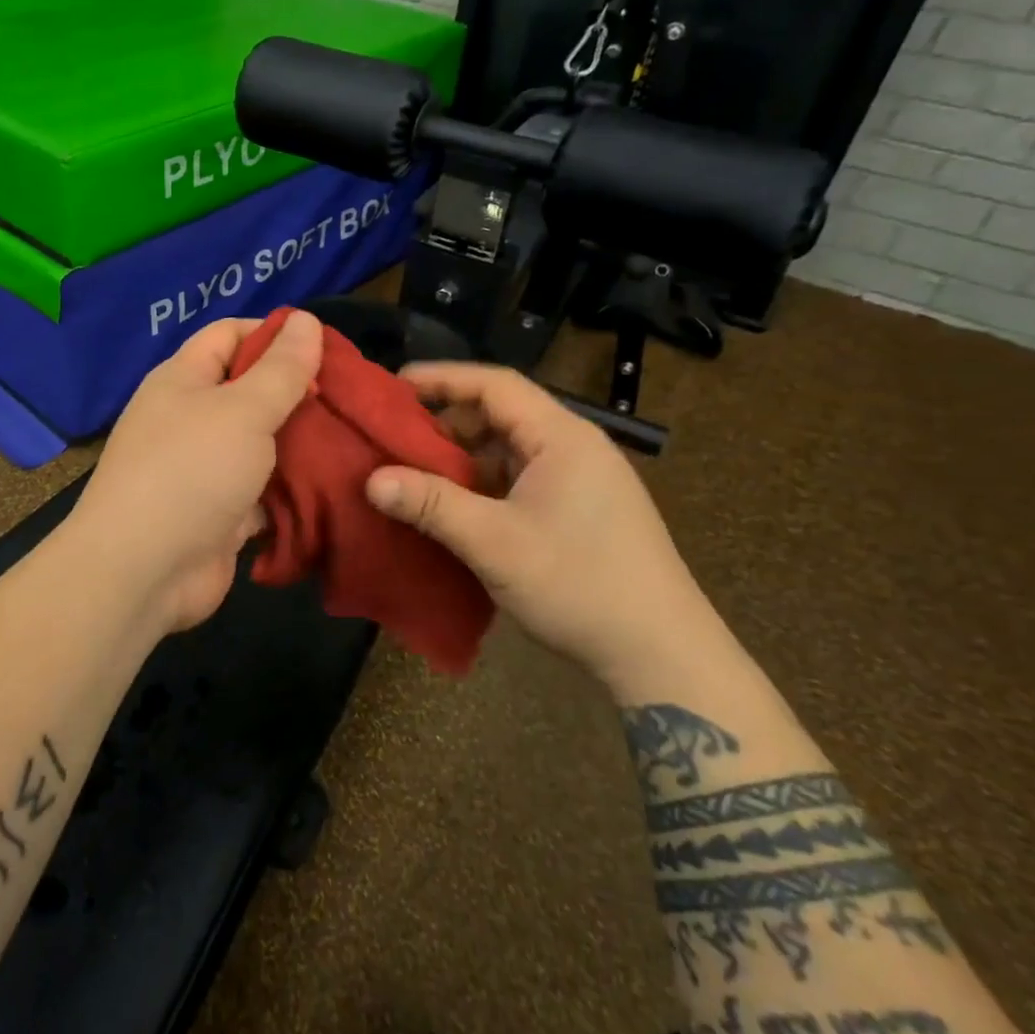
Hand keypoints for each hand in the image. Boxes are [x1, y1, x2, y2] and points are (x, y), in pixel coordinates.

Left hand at [64, 311, 323, 633]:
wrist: (143, 572)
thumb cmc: (191, 472)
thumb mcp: (243, 410)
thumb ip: (281, 368)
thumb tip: (306, 318)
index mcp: (184, 380)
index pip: (230, 335)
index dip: (275, 334)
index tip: (327, 348)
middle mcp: (191, 418)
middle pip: (251, 390)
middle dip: (298, 392)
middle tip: (352, 398)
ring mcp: (206, 469)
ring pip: (262, 444)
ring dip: (302, 444)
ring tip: (355, 438)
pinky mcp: (222, 513)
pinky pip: (264, 491)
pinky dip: (293, 489)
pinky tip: (336, 485)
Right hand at [364, 362, 718, 686]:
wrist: (662, 655)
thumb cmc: (579, 584)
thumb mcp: (495, 542)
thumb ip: (431, 505)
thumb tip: (372, 480)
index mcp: (561, 437)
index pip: (495, 384)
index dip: (442, 378)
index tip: (394, 385)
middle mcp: (574, 447)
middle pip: (501, 414)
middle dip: (446, 423)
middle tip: (396, 438)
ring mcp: (581, 481)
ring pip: (509, 451)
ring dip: (463, 459)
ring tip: (416, 475)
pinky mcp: (581, 511)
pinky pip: (520, 480)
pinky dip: (483, 485)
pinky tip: (455, 509)